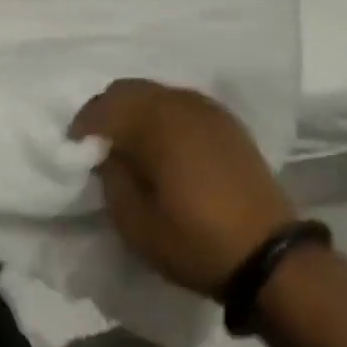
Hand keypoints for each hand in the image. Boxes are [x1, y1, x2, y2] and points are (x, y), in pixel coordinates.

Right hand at [73, 79, 298, 299]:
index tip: (76, 152)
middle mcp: (178, 102)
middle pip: (127, 90)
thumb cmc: (195, 240)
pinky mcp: (225, 121)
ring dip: (135, 112)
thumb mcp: (134, 222)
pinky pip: (180, 104)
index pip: (102, 106)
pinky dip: (163, 117)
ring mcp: (205, 108)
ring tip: (132, 146)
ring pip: (155, 93)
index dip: (82, 127)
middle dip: (106, 112)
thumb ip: (111, 177)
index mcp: (153, 121)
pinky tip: (166, 147)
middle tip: (99, 146)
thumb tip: (105, 153)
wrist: (270, 256)